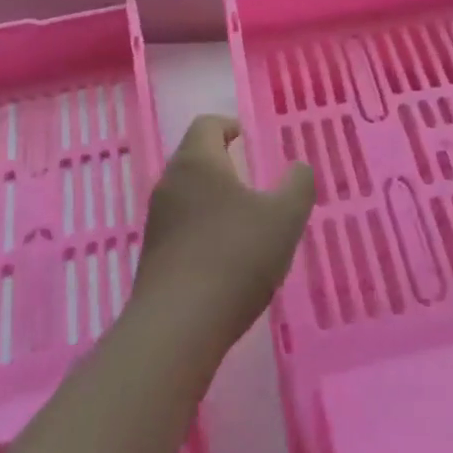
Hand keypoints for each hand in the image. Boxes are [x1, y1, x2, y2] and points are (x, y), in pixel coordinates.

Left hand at [132, 116, 314, 355]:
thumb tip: (299, 167)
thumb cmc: (235, 257)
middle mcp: (170, 183)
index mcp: (198, 163)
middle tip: (253, 177)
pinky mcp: (153, 255)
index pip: (207, 125)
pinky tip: (226, 255)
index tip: (248, 137)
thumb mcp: (284, 218)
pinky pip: (181, 225)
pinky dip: (203, 227)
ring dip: (213, 197)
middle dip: (223, 162)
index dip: (229, 125)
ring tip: (245, 218)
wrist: (178, 326)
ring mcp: (157, 221)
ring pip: (187, 193)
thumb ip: (298, 185)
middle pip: (194, 158)